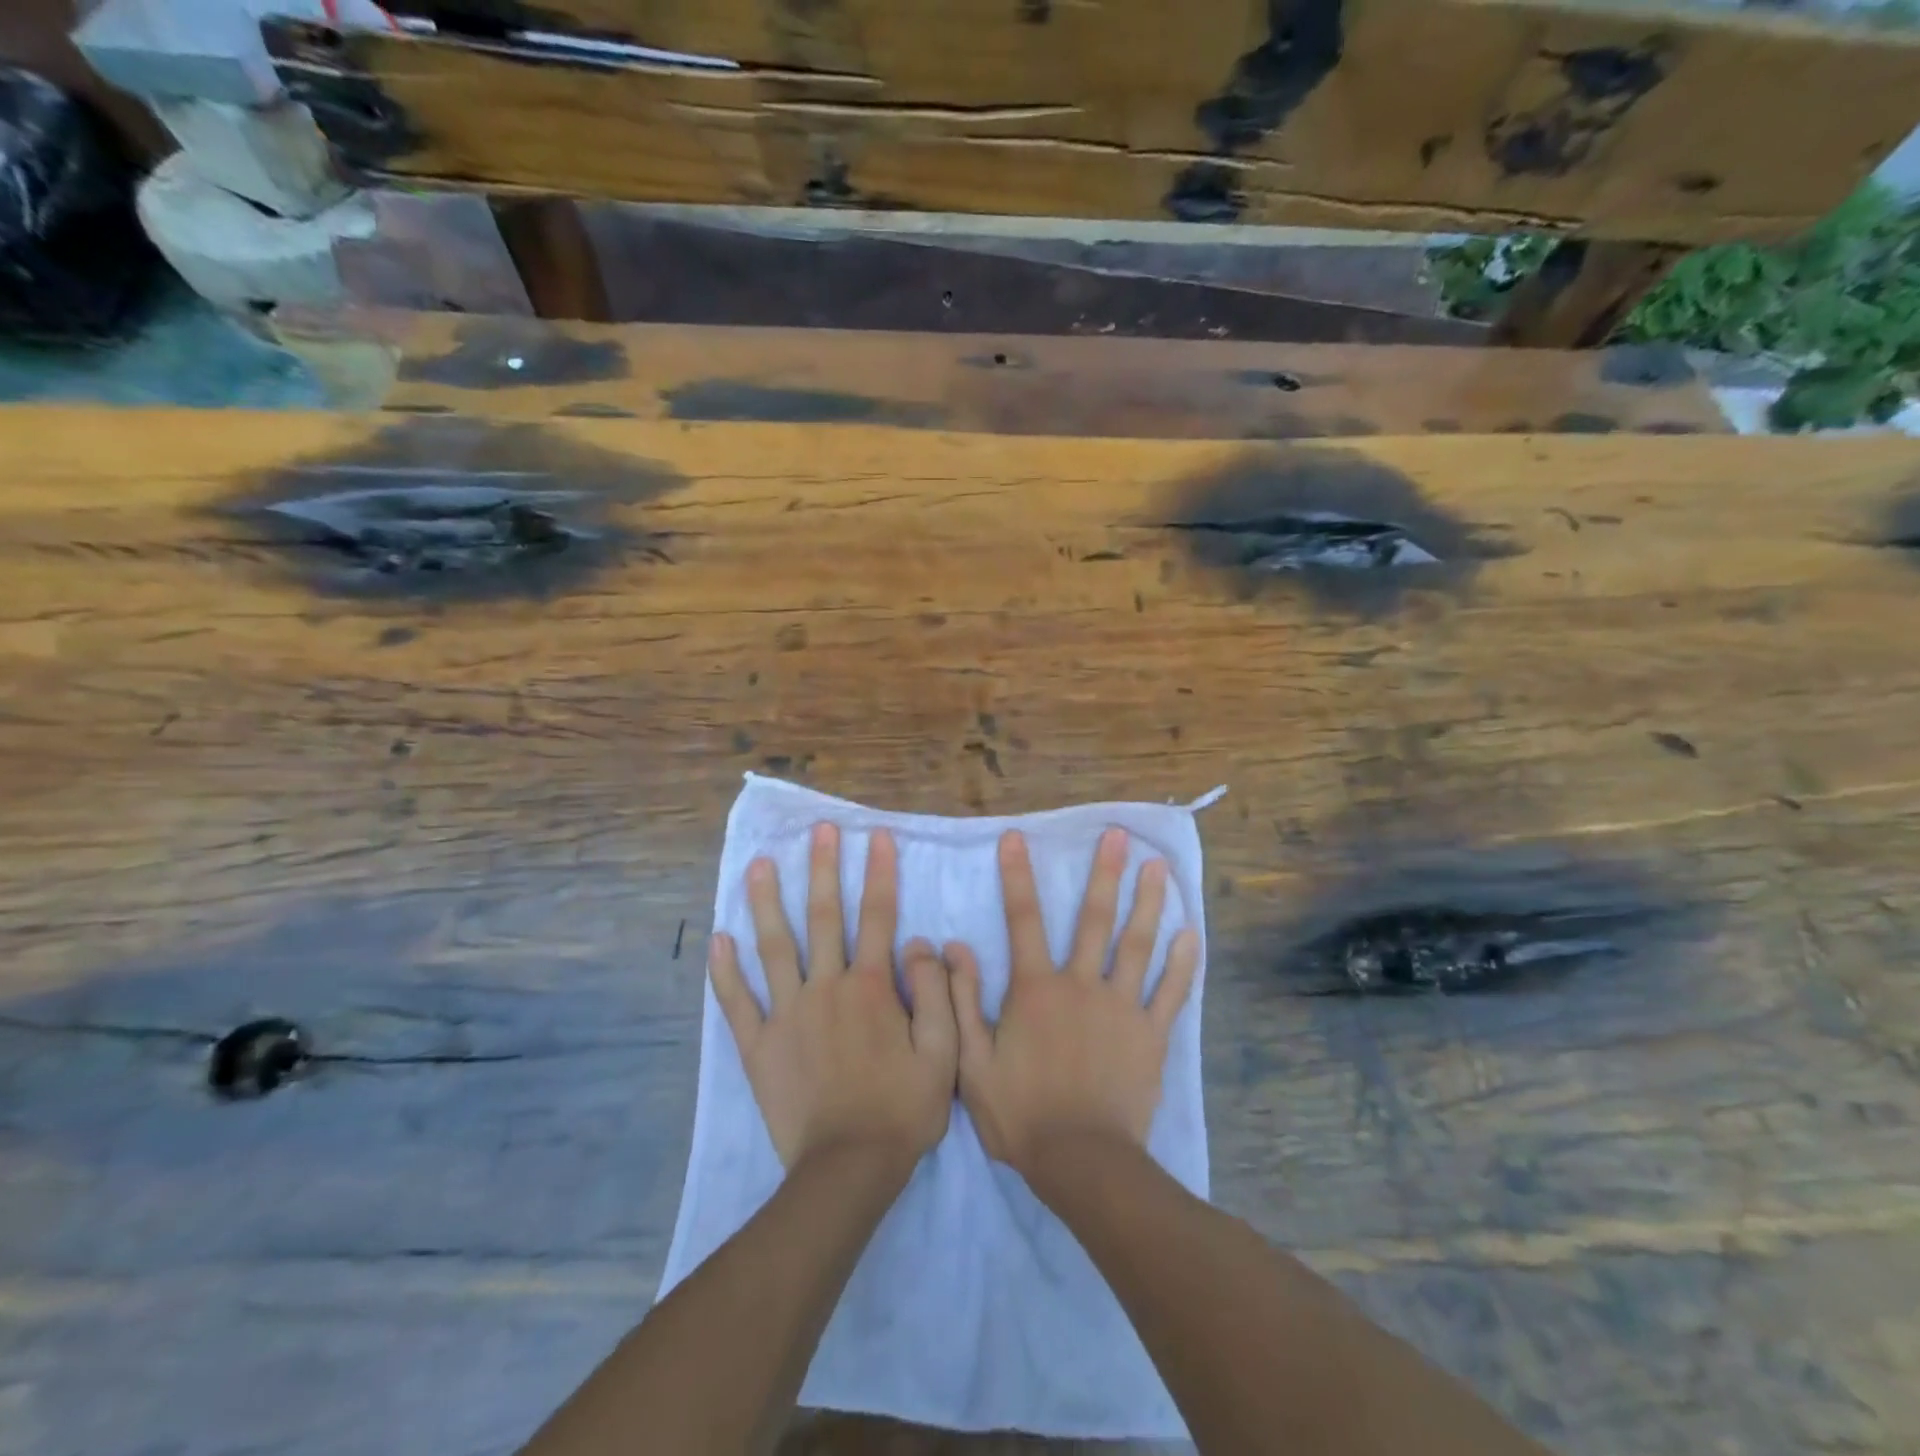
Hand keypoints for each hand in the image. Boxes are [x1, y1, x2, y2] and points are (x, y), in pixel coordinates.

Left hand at [709, 823, 957, 1172]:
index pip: (877, 917)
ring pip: (774, 947)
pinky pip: (738, 1002)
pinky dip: (726, 971)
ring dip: (766, 903)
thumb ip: (936, 993)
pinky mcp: (759, 1045)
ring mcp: (787, 1014)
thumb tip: (922, 943)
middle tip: (818, 830)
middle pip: (823, 918)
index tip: (877, 837)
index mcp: (871, 988)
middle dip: (822, 869)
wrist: (848, 1169)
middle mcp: (826, 988)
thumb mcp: (943, 1052)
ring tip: (758, 865)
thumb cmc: (902, 1110)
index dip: (879, 873)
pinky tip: (718, 940)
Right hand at [947, 827, 1198, 1177]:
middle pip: (1094, 919)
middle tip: (1119, 835)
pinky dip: (1183, 963)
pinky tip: (1192, 934)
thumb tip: (954, 947)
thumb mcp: (972, 1062)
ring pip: (1138, 944)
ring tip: (1159, 867)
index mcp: (1037, 989)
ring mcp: (1121, 1007)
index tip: (1016, 837)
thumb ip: (962, 1001)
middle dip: (1104, 873)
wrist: (1082, 1162)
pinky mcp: (1151, 1035)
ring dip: (1149, 902)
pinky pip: (1171, 992)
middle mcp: (1081, 984)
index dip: (1017, 876)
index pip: (1023, 919)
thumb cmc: (1021, 1114)